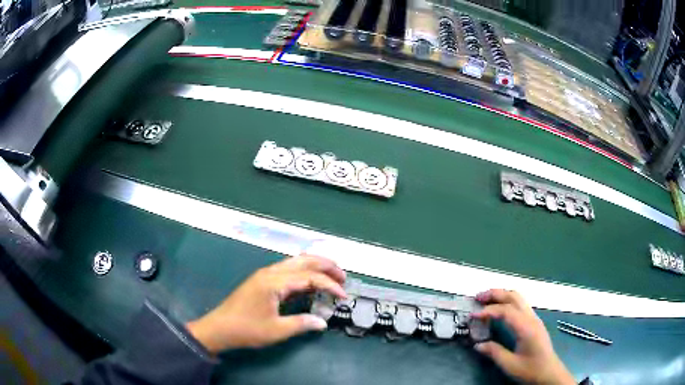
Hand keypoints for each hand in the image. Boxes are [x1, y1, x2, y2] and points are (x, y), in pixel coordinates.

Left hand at [186, 255, 345, 353]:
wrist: (219, 328)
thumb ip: (301, 324)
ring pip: (294, 262)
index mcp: (274, 282)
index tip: (343, 296)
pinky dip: (303, 272)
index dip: (329, 285)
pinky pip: (287, 270)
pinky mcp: (261, 281)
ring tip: (332, 275)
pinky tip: (309, 281)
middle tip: (343, 277)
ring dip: (315, 266)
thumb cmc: (246, 329)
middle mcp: (270, 273)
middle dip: (326, 265)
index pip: (309, 277)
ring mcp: (265, 275)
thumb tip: (322, 322)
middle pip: (303, 261)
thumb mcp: (276, 330)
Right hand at [472, 289, 574, 384]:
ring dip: (502, 295)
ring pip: (519, 298)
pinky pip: (520, 305)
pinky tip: (500, 310)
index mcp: (526, 327)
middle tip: (478, 297)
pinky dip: (508, 302)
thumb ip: (494, 352)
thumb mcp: (510, 365)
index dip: (488, 311)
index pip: (506, 311)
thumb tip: (477, 344)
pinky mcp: (534, 322)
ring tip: (486, 300)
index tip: (473, 315)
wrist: (549, 373)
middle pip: (514, 297)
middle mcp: (531, 318)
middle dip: (495, 294)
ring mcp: (534, 318)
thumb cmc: (530, 369)